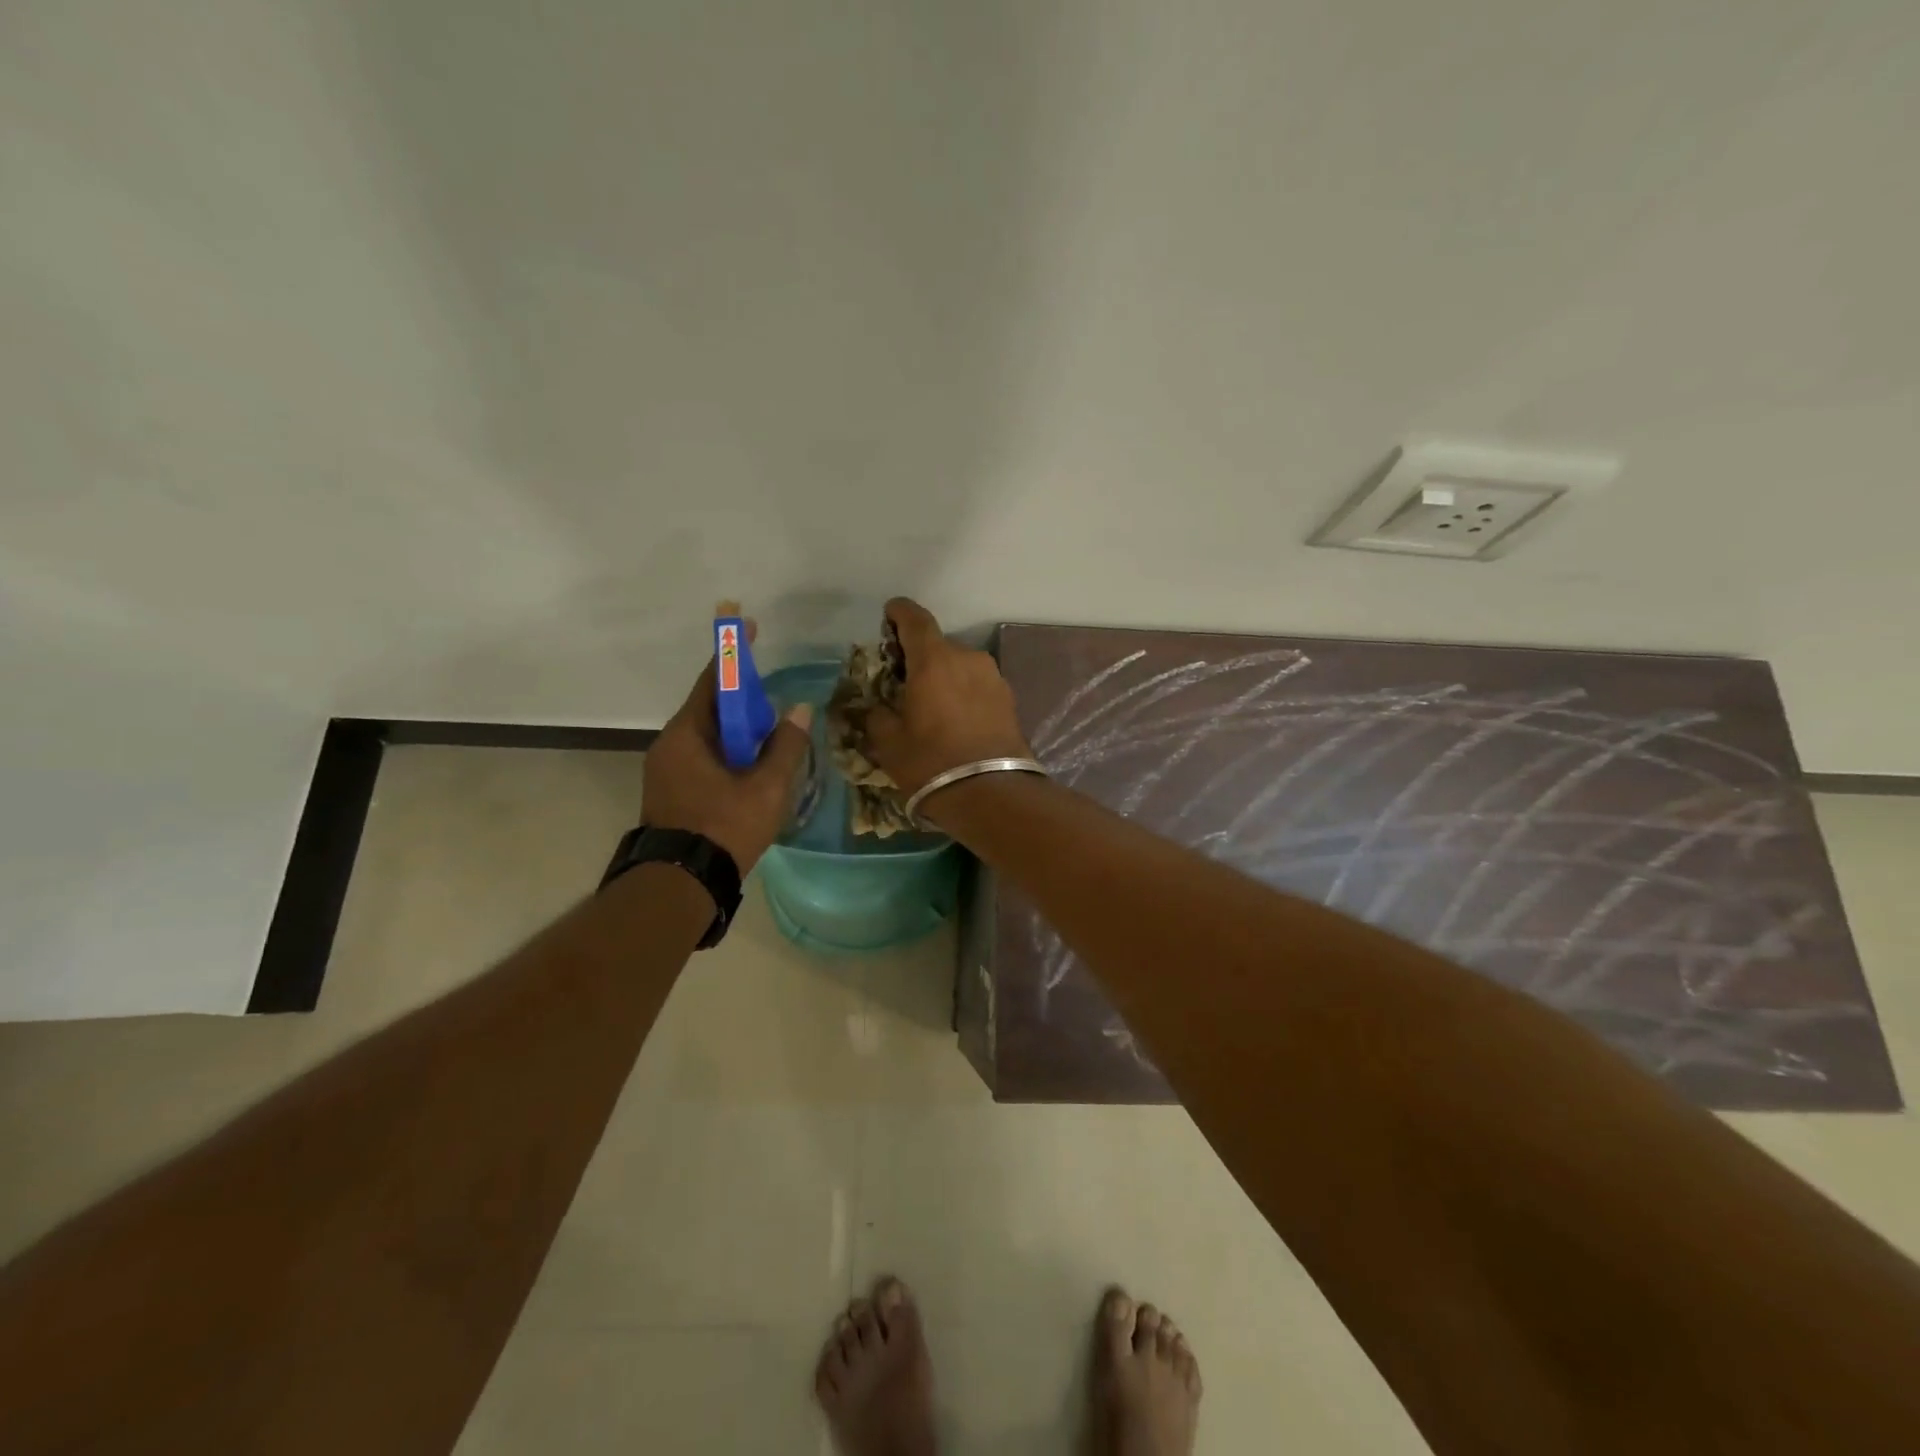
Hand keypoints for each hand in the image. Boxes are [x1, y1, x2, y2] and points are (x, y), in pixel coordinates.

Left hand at [642, 619, 813, 872]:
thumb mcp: (765, 788)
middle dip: (744, 703)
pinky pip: (703, 759)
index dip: (733, 655)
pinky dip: (729, 755)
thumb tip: (800, 710)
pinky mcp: (671, 794)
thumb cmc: (723, 829)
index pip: (712, 682)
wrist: (680, 887)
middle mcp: (669, 746)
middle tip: (776, 709)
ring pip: (708, 739)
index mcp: (686, 736)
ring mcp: (666, 772)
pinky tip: (752, 772)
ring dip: (739, 735)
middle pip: (711, 710)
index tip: (747, 628)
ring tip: (772, 745)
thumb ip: (785, 747)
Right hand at [864, 597, 1032, 817]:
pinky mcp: (1009, 698)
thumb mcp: (889, 742)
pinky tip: (955, 719)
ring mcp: (993, 677)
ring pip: (960, 665)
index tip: (888, 616)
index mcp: (934, 659)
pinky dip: (963, 692)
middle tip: (902, 681)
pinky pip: (977, 685)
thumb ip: (876, 714)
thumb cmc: (932, 763)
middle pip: (938, 645)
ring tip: (931, 705)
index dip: (899, 613)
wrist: (992, 793)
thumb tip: (875, 706)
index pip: (915, 618)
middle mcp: (967, 658)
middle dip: (918, 657)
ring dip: (943, 676)